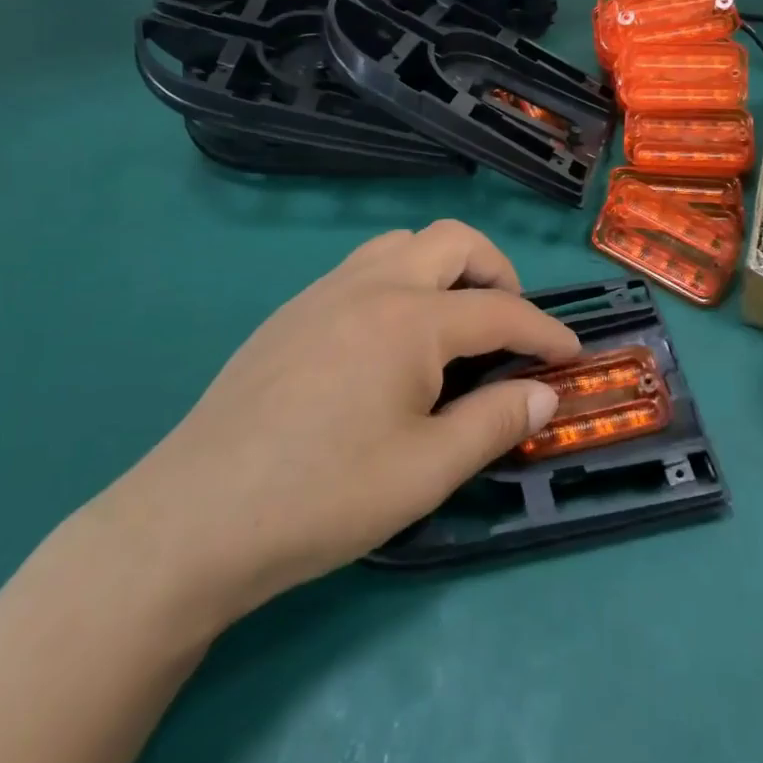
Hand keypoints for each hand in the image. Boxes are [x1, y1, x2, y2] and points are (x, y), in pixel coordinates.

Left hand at [89, 221, 578, 629]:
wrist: (191, 522)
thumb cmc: (321, 498)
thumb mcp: (426, 471)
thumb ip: (495, 423)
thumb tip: (545, 393)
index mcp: (410, 320)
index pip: (500, 309)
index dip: (544, 331)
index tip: (570, 354)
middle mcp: (370, 286)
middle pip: (454, 241)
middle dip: (498, 272)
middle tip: (508, 327)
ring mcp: (323, 293)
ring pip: (403, 244)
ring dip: (444, 269)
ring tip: (453, 325)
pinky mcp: (291, 312)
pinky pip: (363, 268)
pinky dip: (401, 283)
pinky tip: (391, 343)